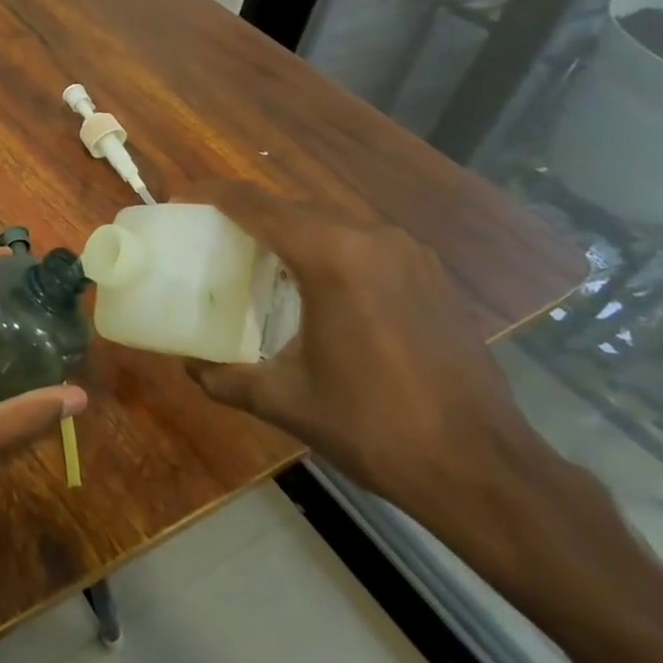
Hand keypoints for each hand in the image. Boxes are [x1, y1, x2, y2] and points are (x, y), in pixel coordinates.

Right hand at [176, 180, 547, 512]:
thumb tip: (188, 367)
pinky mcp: (430, 274)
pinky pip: (363, 242)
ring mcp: (408, 253)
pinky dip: (328, 247)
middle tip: (213, 236)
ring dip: (290, 230)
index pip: (256, 206)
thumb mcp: (285, 401)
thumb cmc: (373, 427)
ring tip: (259, 258)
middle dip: (248, 213)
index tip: (180, 201)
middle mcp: (371, 239)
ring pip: (331, 221)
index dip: (212, 195)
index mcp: (331, 257)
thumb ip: (225, 378)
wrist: (481, 467)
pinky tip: (316, 285)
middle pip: (292, 207)